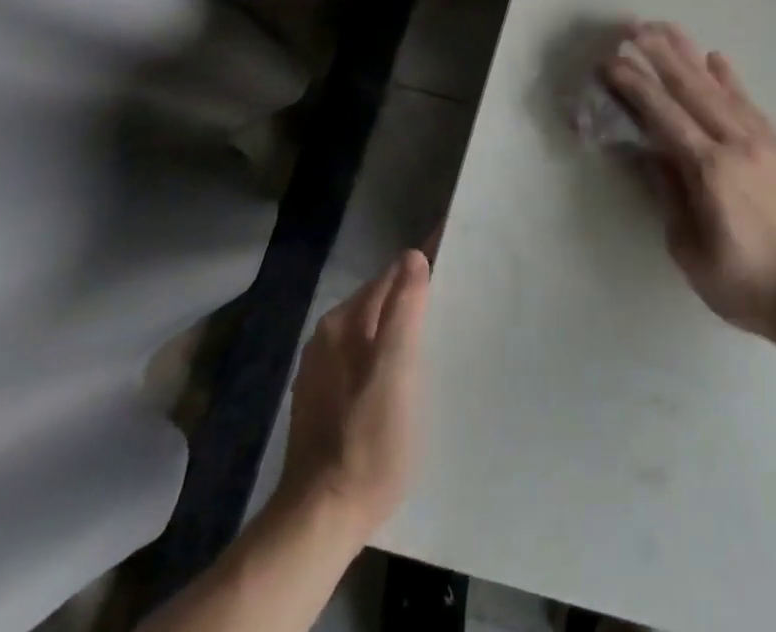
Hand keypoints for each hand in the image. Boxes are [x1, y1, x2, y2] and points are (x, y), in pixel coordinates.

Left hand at [276, 249, 430, 537]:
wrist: (320, 520)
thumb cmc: (368, 441)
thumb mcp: (396, 371)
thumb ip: (404, 310)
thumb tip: (413, 255)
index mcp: (343, 322)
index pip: (391, 275)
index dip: (423, 265)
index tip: (455, 260)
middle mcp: (326, 336)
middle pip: (379, 300)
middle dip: (412, 294)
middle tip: (453, 300)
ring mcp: (320, 369)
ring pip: (370, 330)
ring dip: (398, 326)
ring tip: (435, 335)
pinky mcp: (321, 400)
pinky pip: (361, 357)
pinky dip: (384, 354)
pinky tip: (402, 375)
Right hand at [602, 22, 775, 338]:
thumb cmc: (746, 283)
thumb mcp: (691, 250)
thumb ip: (669, 194)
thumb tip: (649, 151)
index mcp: (709, 170)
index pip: (664, 115)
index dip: (635, 85)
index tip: (612, 61)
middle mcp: (736, 143)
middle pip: (692, 88)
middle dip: (660, 54)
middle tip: (635, 27)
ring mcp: (763, 140)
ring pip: (720, 88)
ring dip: (690, 55)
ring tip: (668, 29)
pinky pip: (750, 103)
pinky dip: (730, 79)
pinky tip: (717, 59)